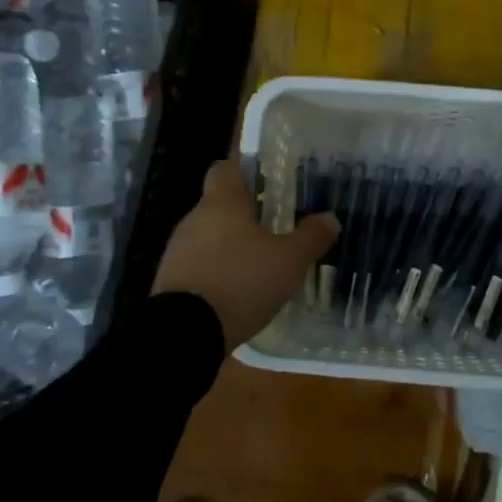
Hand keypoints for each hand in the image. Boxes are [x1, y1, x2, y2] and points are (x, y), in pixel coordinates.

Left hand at [152, 157, 339, 353]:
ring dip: (231, 246)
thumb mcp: (289, 261)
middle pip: (220, 204)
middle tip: (276, 227)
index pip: (226, 168)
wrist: (184, 333)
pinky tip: (238, 291)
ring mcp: (178, 251)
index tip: (267, 181)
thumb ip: (311, 237)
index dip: (245, 170)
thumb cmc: (241, 282)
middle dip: (245, 214)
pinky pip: (199, 265)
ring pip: (209, 236)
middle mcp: (195, 219)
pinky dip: (218, 272)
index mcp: (222, 203)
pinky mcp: (170, 281)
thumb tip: (330, 218)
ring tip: (260, 264)